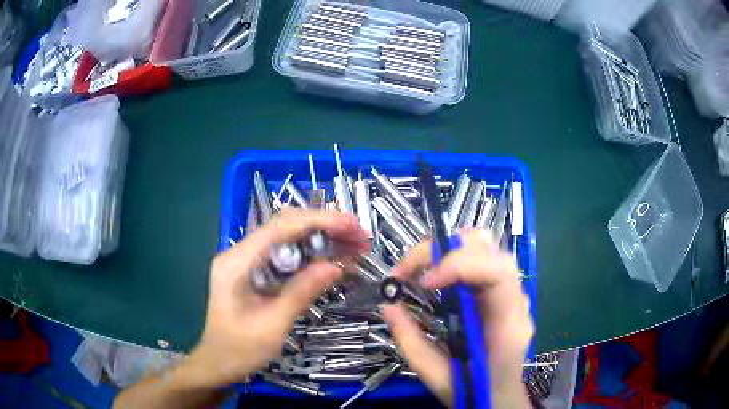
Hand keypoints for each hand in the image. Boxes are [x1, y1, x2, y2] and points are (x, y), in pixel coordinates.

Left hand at [188, 208, 369, 386]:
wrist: (218, 364)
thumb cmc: (239, 350)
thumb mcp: (272, 326)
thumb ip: (301, 293)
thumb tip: (335, 266)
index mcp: (237, 263)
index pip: (279, 228)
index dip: (318, 221)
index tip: (350, 225)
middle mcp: (240, 253)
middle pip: (285, 227)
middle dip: (325, 228)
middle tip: (360, 238)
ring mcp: (248, 261)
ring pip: (289, 239)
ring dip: (322, 240)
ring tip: (355, 248)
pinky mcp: (256, 272)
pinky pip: (286, 256)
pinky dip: (312, 256)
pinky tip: (335, 262)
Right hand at [382, 229, 533, 407]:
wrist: (500, 397)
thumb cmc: (474, 390)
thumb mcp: (435, 374)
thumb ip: (410, 341)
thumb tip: (388, 305)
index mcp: (508, 324)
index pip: (497, 272)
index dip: (460, 265)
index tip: (425, 282)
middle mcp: (516, 301)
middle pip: (492, 251)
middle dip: (447, 251)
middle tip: (411, 270)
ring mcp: (512, 294)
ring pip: (488, 250)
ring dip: (451, 251)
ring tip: (421, 269)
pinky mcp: (501, 294)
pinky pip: (482, 262)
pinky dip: (456, 259)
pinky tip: (437, 276)